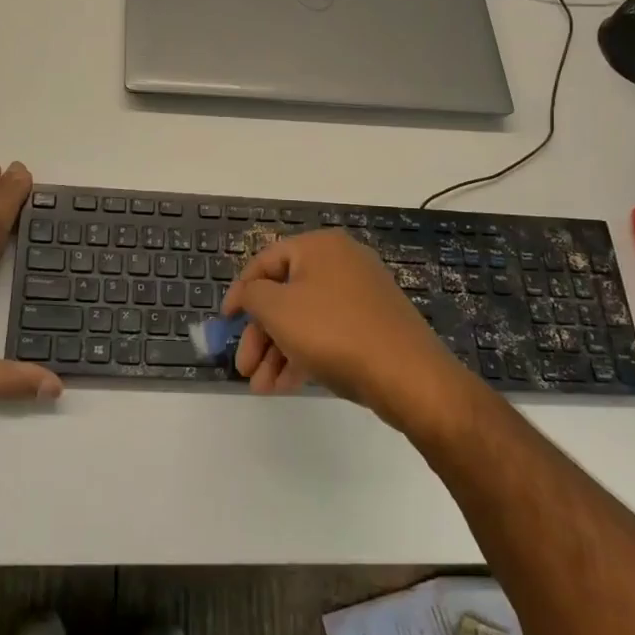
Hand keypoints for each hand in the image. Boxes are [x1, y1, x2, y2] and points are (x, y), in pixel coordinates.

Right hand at [223, 229, 469, 424]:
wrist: (408, 375)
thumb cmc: (334, 331)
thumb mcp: (278, 309)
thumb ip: (252, 296)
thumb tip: (249, 293)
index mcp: (320, 246)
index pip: (265, 261)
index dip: (240, 292)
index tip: (225, 322)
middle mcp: (341, 262)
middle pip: (285, 294)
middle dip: (259, 334)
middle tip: (243, 367)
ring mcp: (361, 295)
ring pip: (305, 318)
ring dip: (277, 351)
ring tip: (260, 387)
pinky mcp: (373, 325)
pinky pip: (327, 333)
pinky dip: (303, 354)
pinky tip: (284, 385)